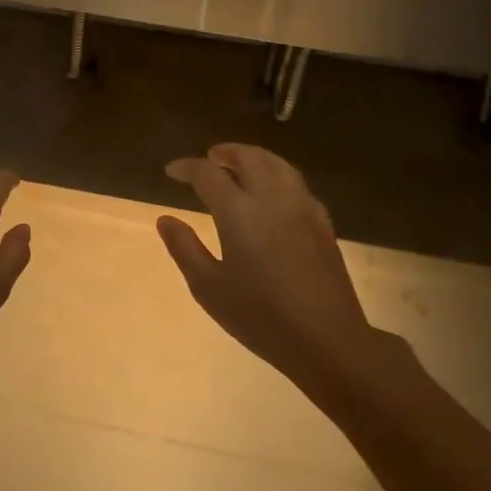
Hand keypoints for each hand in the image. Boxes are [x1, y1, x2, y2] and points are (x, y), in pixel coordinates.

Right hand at [157, 144, 378, 385]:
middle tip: (209, 158)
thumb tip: (165, 220)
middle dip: (225, 152)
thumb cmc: (259, 315)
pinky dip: (277, 175)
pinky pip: (296, 184)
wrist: (325, 337)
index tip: (172, 171)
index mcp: (239, 211)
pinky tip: (273, 193)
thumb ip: (184, 248)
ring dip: (254, 158)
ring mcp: (302, 207)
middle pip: (249, 158)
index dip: (187, 167)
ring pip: (278, 164)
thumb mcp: (208, 287)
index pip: (208, 174)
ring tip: (239, 166)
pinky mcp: (322, 222)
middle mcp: (272, 197)